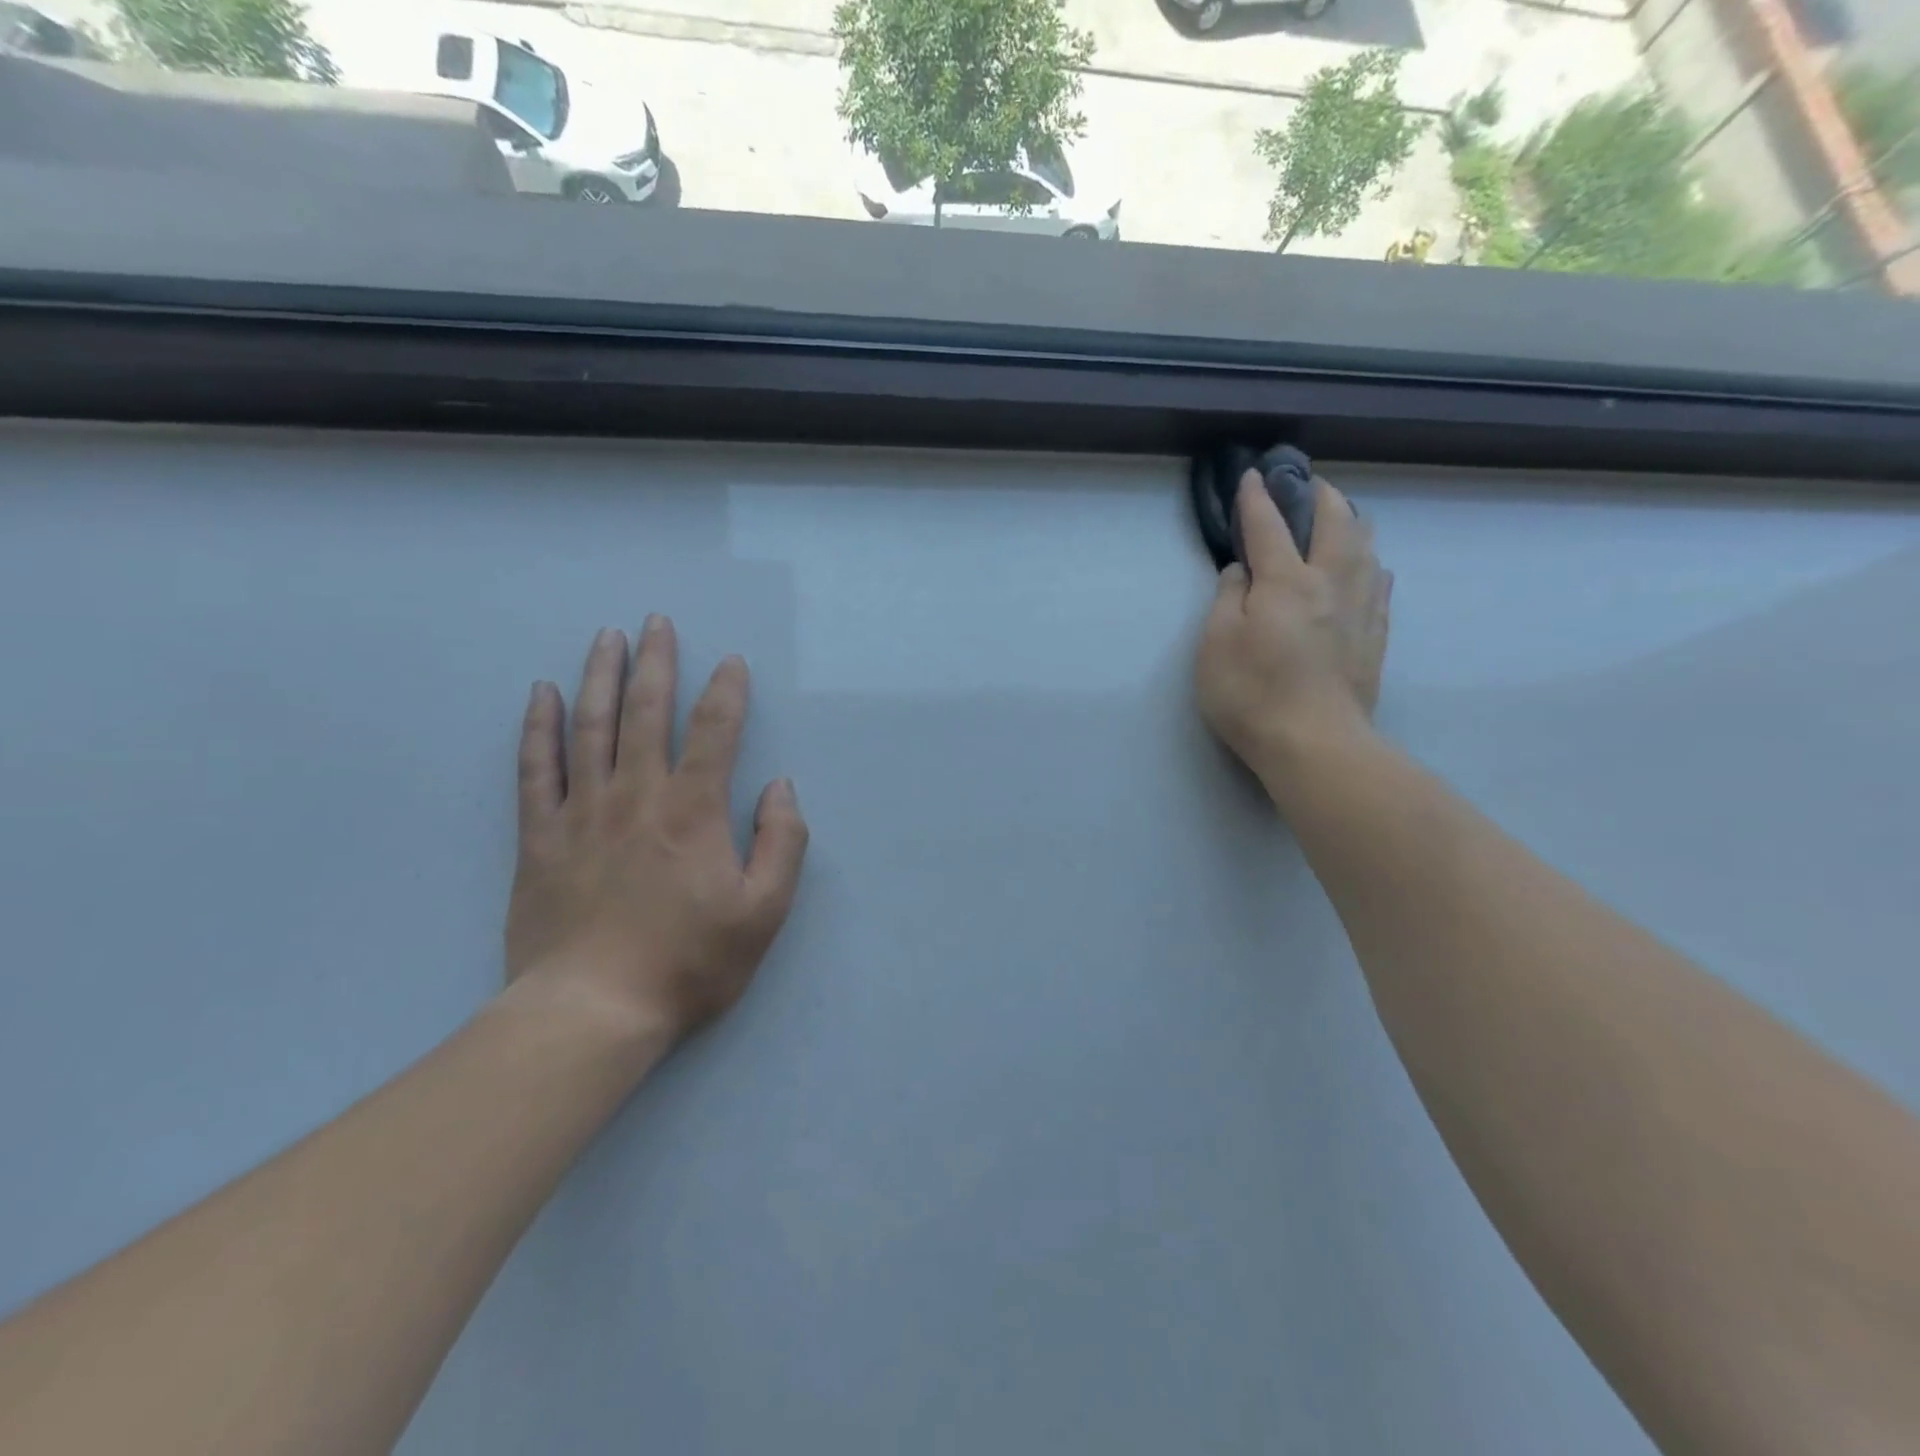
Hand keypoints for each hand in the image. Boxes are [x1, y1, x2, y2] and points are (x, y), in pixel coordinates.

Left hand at [504, 617, 808, 1051]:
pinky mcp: (540, 837)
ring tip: (608, 638)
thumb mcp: (764, 911)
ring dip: (601, 677)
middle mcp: (637, 795)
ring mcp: (583, 812)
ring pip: (591, 727)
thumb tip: (780, 787)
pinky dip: (539, 728)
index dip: (727, 691)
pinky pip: (536, 769)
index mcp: (694, 811)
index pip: (715, 731)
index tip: (732, 662)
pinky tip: (542, 695)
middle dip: (656, 662)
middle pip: (647, 712)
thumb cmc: (689, 963)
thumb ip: (782, 843)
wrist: (593, 1011)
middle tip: (657, 622)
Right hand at [1195, 470, 1390, 799]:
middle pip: (1336, 522)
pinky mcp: (1376, 635)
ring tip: (1342, 517)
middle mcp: (1330, 583)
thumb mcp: (1216, 644)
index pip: (1268, 526)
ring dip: (1352, 522)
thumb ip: (1227, 598)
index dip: (1256, 499)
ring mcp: (1360, 609)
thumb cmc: (1252, 694)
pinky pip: (1380, 582)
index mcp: (1286, 581)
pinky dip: (1370, 561)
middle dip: (1320, 496)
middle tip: (1307, 484)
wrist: (1314, 743)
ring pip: (1367, 547)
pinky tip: (1368, 567)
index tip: (1251, 475)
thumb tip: (1241, 569)